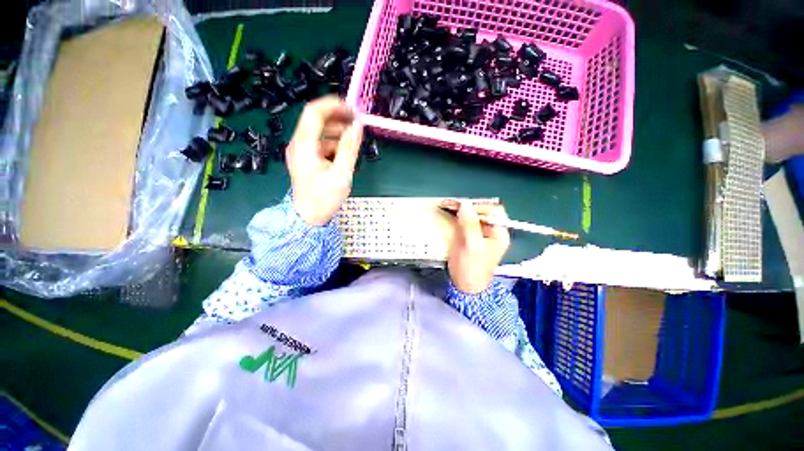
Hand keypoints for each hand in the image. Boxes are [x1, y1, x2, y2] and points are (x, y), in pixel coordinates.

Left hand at [287, 96, 363, 225]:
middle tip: (358, 125)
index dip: (334, 105)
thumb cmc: (324, 198)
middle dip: (339, 119)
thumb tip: (357, 126)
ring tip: (354, 141)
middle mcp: (299, 144)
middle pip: (317, 121)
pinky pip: (321, 144)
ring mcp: (302, 151)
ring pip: (320, 132)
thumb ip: (349, 148)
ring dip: (338, 132)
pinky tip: (345, 153)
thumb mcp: (341, 174)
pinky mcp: (307, 159)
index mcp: (304, 145)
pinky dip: (334, 144)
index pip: (314, 112)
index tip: (353, 110)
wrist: (309, 218)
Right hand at [447, 201, 510, 293]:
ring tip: (447, 205)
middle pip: (481, 210)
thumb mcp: (472, 246)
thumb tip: (465, 204)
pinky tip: (448, 212)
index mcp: (498, 233)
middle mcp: (490, 230)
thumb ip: (470, 225)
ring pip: (471, 214)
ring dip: (459, 209)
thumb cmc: (471, 268)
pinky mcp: (468, 235)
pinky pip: (463, 220)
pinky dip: (455, 215)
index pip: (493, 210)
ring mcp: (478, 232)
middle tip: (451, 204)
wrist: (463, 285)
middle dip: (467, 206)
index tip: (463, 207)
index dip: (479, 206)